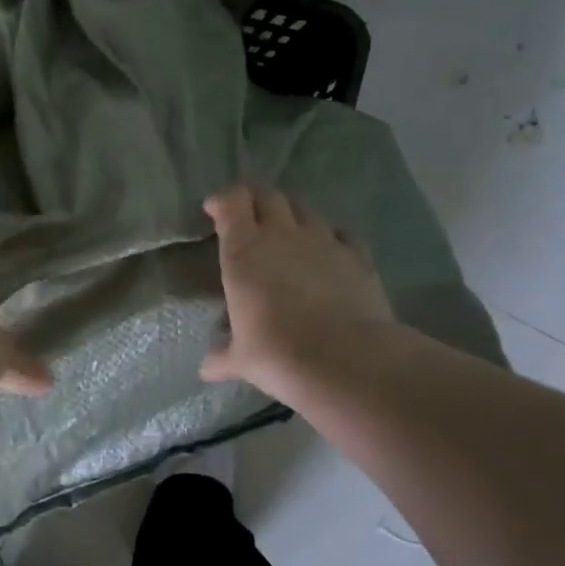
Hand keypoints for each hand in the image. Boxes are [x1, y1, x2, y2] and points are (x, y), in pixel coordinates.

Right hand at [200, 185, 395, 404]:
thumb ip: (223, 356)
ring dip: (291, 215)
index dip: (222, 201)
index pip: (231, 202)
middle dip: (255, 200)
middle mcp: (282, 235)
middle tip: (248, 217)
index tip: (214, 210)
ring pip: (304, 209)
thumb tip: (206, 369)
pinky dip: (330, 237)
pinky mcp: (357, 255)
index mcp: (244, 250)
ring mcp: (324, 241)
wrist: (346, 360)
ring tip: (287, 233)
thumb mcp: (242, 358)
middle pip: (268, 196)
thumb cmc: (278, 353)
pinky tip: (329, 252)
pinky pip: (341, 234)